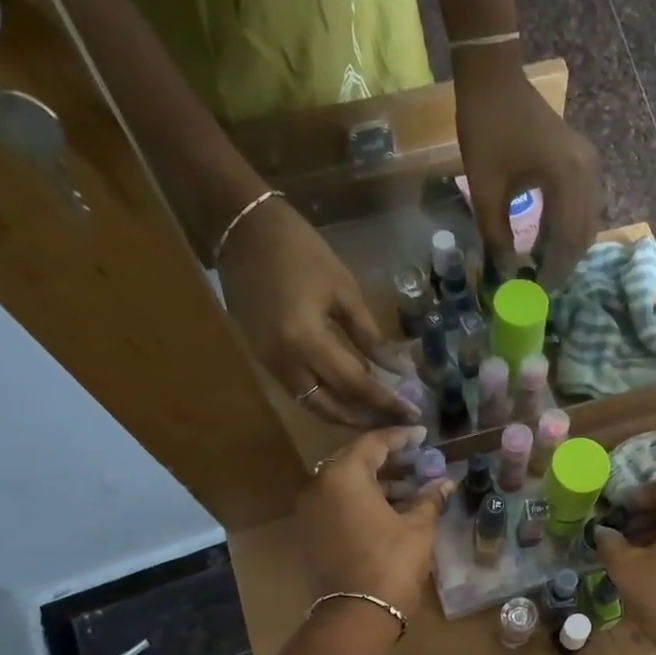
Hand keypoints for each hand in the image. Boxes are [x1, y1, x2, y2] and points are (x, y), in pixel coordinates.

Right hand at [220, 196, 417, 426]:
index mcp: (306, 341)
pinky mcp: (264, 361)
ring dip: (346, 416)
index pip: (355, 385)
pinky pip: (301, 392)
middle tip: (396, 423)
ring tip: (378, 416)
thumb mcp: (345, 291)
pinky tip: (350, 398)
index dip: (386, 402)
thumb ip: (371, 337)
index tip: (413, 414)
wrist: (241, 231)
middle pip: (331, 408)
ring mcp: (270, 365)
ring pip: (313, 406)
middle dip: (366, 419)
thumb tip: (399, 370)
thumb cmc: (300, 252)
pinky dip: (327, 401)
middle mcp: (285, 363)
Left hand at [297, 428, 453, 617]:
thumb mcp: (418, 528)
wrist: (356, 615)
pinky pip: (337, 505)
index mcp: (343, 476)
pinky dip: (361, 502)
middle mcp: (319, 486)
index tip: (423, 435)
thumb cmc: (391, 563)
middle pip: (356, 462)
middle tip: (419, 463)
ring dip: (377, 484)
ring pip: (346, 486)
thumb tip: (445, 483)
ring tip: (411, 491)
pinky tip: (390, 511)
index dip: (402, 438)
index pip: (374, 443)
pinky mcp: (310, 534)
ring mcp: (310, 512)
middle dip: (390, 462)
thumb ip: (429, 499)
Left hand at [454, 52, 601, 290]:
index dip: (553, 271)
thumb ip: (497, 237)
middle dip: (563, 264)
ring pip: (586, 222)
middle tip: (540, 287)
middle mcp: (587, 173)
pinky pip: (582, 206)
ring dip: (566, 248)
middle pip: (583, 234)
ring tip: (541, 269)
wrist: (493, 78)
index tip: (536, 293)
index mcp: (567, 179)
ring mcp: (588, 165)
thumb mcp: (486, 191)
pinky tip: (546, 242)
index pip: (567, 241)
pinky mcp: (582, 161)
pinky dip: (567, 228)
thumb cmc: (486, 130)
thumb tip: (507, 275)